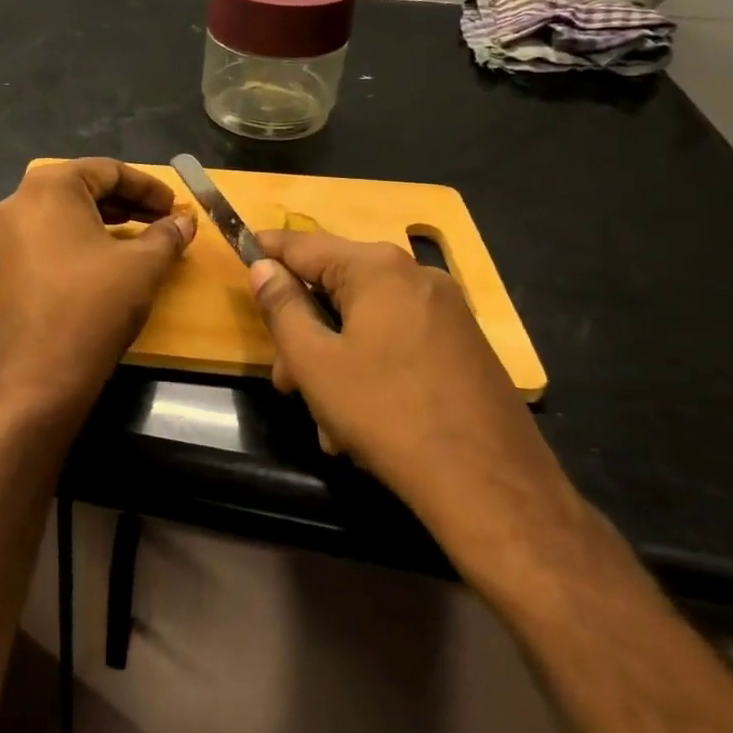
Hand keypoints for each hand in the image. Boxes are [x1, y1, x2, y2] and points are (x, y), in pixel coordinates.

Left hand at [0, 158, 195, 424]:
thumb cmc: (94, 305)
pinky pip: (51, 234)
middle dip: (128, 201)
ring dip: (108, 218)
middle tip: (164, 219)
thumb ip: (167, 234)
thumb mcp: (142, 265)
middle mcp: (21, 200)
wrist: (42, 373)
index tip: (176, 206)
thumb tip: (185, 220)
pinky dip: (84, 236)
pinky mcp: (8, 261)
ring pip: (67, 211)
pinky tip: (110, 256)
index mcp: (51, 187)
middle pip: (84, 186)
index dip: (148, 187)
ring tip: (144, 235)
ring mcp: (9, 232)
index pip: (107, 170)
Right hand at [249, 230, 578, 550]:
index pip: (304, 244)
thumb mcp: (315, 362)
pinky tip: (360, 419)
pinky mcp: (464, 346)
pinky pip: (397, 340)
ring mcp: (447, 311)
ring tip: (324, 417)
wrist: (492, 487)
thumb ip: (282, 307)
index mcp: (378, 269)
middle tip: (285, 380)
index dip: (267, 250)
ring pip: (365, 320)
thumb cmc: (387, 414)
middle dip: (303, 330)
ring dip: (333, 359)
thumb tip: (264, 267)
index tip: (240, 254)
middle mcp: (417, 276)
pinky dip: (369, 367)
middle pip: (336, 287)